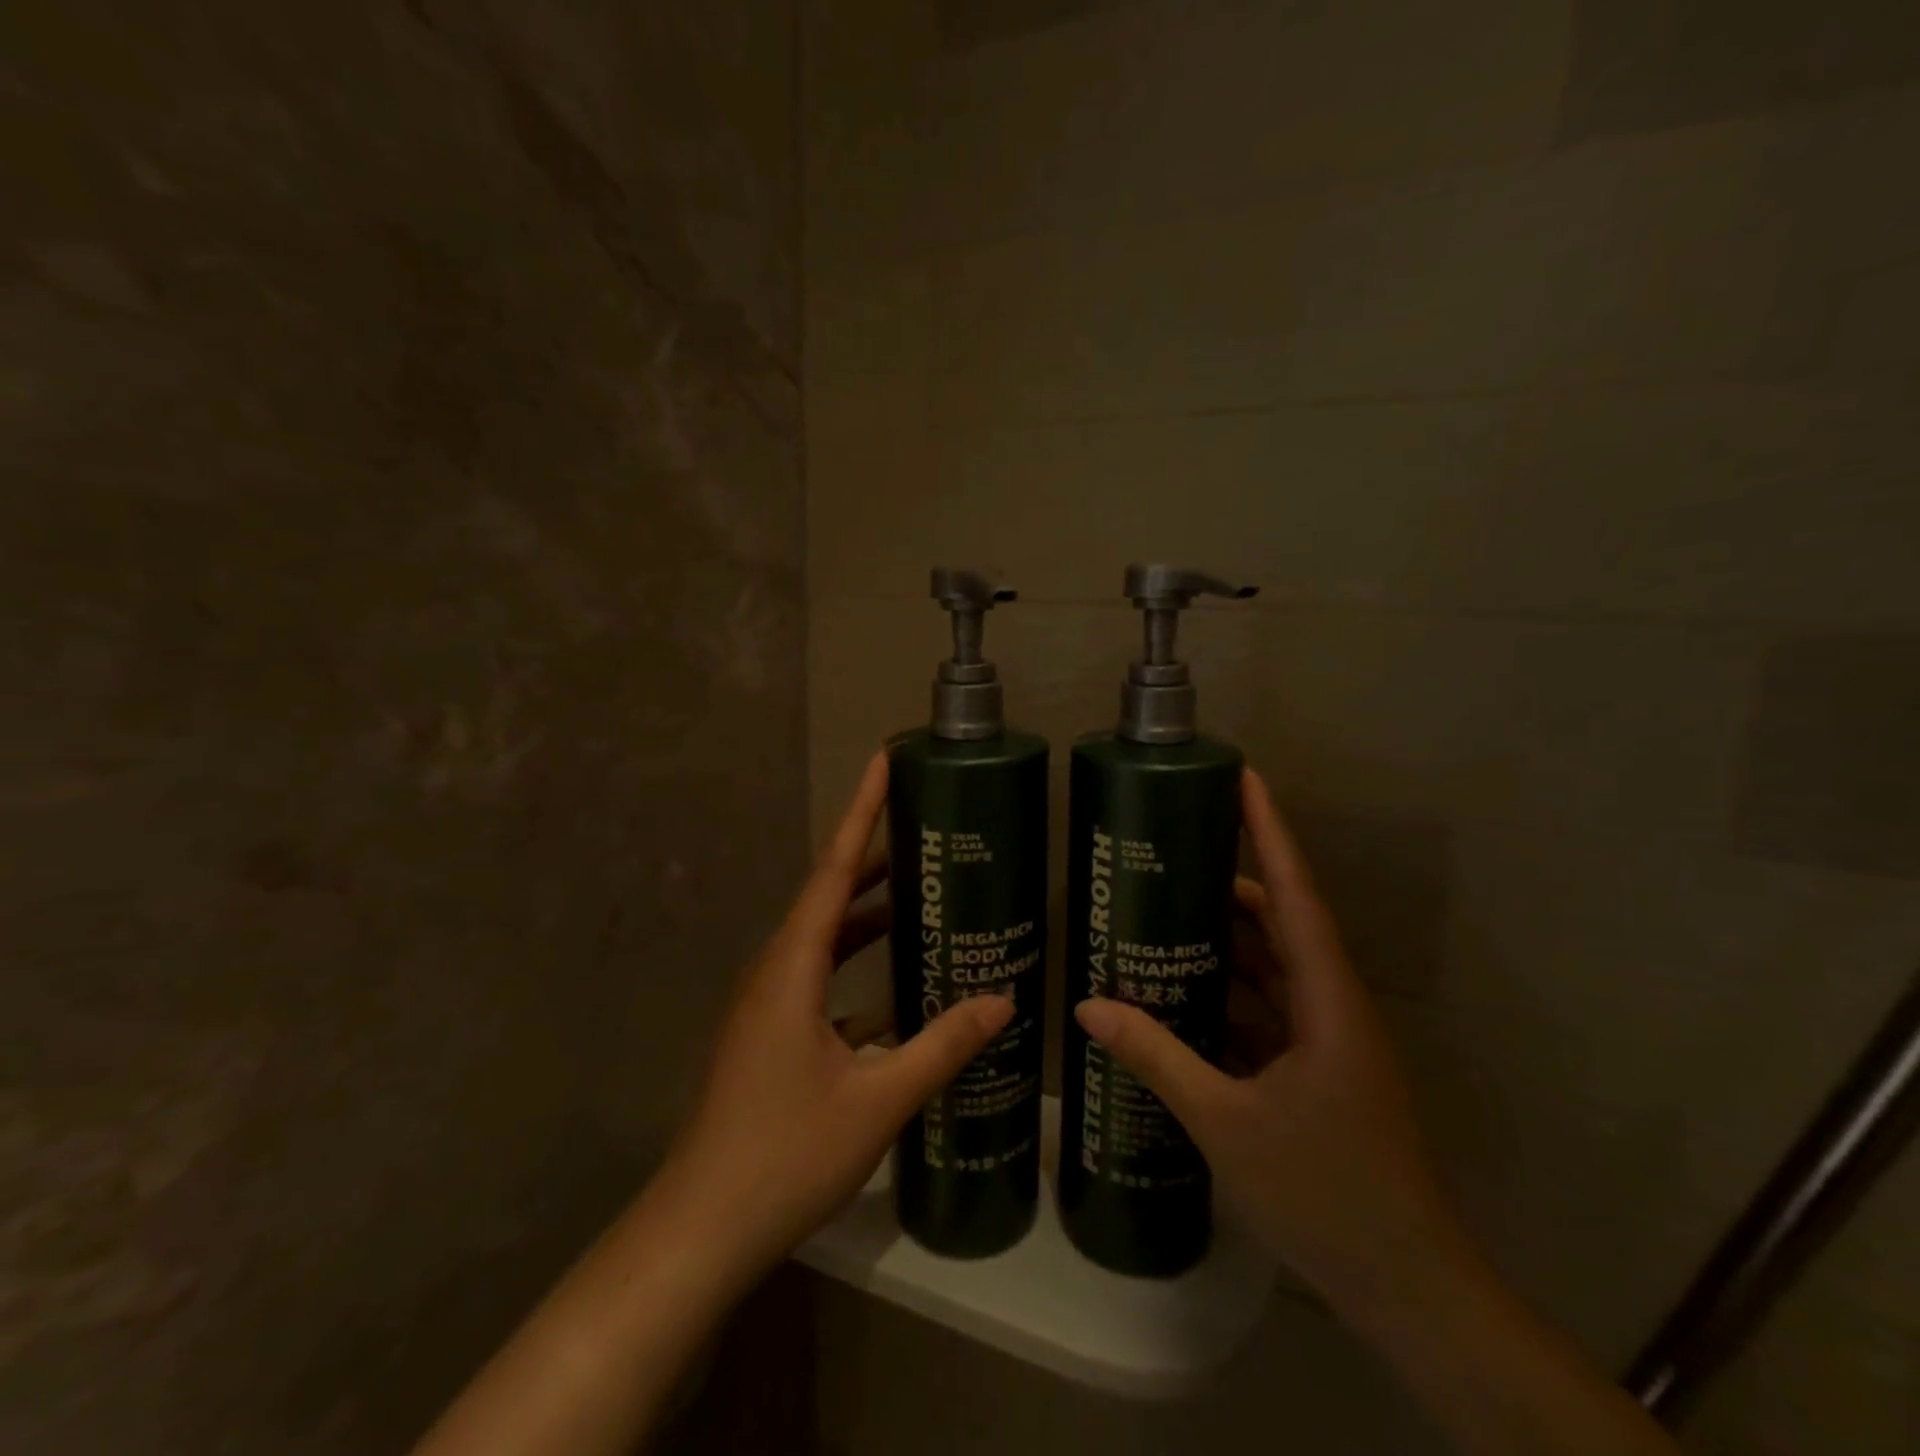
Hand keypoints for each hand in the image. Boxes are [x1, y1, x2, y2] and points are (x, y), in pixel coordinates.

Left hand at [658, 751, 1013, 1282]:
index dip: (860, 813)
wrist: (702, 1228)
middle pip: (826, 896)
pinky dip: (853, 966)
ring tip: (915, 895)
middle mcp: (773, 971)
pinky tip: (894, 989)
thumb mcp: (879, 1098)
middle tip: (921, 831)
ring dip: (863, 914)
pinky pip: (816, 978)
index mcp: (792, 967)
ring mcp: (765, 1004)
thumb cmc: (786, 1153)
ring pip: (820, 938)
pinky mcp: (766, 1033)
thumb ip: (943, 1045)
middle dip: (870, 858)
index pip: (833, 870)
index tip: (881, 763)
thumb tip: (1004, 1001)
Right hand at [1074, 769, 1464, 1318]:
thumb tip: (1090, 1005)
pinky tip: (1182, 996)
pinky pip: (1270, 1010)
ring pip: (1274, 967)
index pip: (1296, 894)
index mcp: (1327, 1000)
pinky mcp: (1320, 1070)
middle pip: (1281, 922)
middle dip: (1230, 884)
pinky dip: (1230, 995)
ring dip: (1227, 942)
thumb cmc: (1325, 1192)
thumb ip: (1156, 1057)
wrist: (1406, 1286)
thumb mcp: (1225, 1121)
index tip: (1244, 778)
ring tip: (1163, 915)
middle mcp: (1333, 1005)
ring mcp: (1329, 1040)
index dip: (1269, 832)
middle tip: (1169, 854)